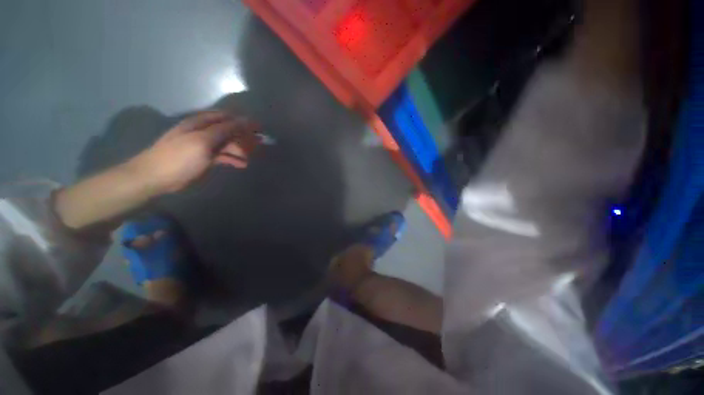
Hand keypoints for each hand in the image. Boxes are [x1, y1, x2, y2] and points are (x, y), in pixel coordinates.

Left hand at [131, 111, 259, 193]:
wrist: (156, 177)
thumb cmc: (180, 157)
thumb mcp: (203, 141)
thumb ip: (224, 130)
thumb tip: (244, 120)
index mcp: (201, 123)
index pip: (227, 117)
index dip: (244, 121)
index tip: (260, 128)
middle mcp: (204, 132)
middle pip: (229, 131)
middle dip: (245, 136)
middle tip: (260, 144)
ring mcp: (204, 145)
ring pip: (227, 144)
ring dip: (240, 149)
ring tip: (251, 158)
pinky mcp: (204, 158)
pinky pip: (223, 156)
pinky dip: (233, 159)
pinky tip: (242, 165)